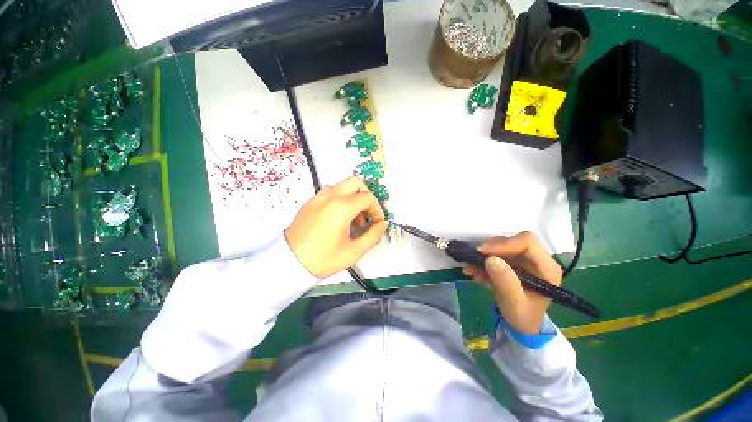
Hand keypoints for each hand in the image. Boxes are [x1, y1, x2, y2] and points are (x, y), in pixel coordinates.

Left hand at [285, 176, 387, 277]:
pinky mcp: (310, 201)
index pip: (368, 198)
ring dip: (353, 198)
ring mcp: (318, 197)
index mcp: (341, 207)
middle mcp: (329, 196)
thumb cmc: (321, 259)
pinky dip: (341, 200)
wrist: (288, 262)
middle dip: (366, 197)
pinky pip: (331, 192)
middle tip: (366, 215)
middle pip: (356, 183)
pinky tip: (339, 219)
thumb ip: (373, 236)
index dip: (377, 210)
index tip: (376, 223)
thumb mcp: (352, 252)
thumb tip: (382, 225)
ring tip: (352, 221)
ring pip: (343, 186)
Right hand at [463, 232, 562, 333]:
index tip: (483, 252)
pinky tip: (475, 273)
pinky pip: (494, 254)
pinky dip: (482, 262)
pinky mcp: (512, 262)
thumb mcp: (515, 304)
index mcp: (546, 268)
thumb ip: (506, 283)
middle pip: (511, 242)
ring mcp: (523, 260)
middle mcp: (536, 259)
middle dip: (490, 250)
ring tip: (471, 270)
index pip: (527, 242)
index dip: (504, 244)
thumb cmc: (523, 316)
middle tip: (473, 260)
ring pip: (500, 247)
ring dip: (482, 257)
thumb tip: (491, 259)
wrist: (521, 324)